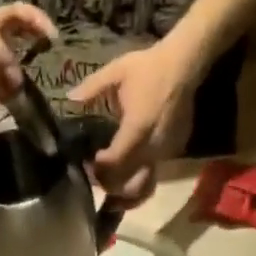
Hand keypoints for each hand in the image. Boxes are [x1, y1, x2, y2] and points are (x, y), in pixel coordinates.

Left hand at [65, 39, 199, 201]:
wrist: (185, 64)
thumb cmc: (149, 67)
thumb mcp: (117, 71)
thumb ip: (92, 88)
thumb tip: (70, 98)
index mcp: (137, 128)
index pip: (114, 162)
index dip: (99, 168)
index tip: (90, 161)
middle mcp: (152, 146)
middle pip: (126, 182)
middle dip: (108, 184)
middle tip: (96, 176)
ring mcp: (165, 153)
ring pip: (142, 187)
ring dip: (125, 191)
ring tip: (112, 188)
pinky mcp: (173, 154)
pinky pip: (154, 177)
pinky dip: (139, 182)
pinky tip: (129, 175)